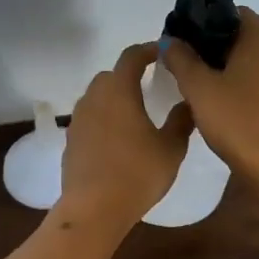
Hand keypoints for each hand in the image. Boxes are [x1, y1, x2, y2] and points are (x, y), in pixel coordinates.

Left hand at [58, 43, 193, 228]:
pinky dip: (104, 119)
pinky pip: (89, 119)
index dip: (148, 50)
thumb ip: (181, 121)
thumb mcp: (171, 148)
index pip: (131, 57)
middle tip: (150, 85)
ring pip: (97, 97)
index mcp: (119, 91)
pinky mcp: (71, 140)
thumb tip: (188, 102)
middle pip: (110, 75)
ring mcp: (78, 120)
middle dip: (129, 75)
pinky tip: (118, 139)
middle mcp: (94, 98)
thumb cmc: (138, 174)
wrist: (94, 209)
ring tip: (135, 114)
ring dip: (114, 98)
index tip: (163, 53)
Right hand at [162, 8, 258, 179]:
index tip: (188, 48)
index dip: (207, 28)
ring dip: (240, 69)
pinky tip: (237, 106)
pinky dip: (256, 86)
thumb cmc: (237, 120)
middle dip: (223, 50)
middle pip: (248, 37)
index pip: (232, 15)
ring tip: (214, 91)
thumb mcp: (198, 88)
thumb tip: (170, 39)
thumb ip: (180, 58)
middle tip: (195, 71)